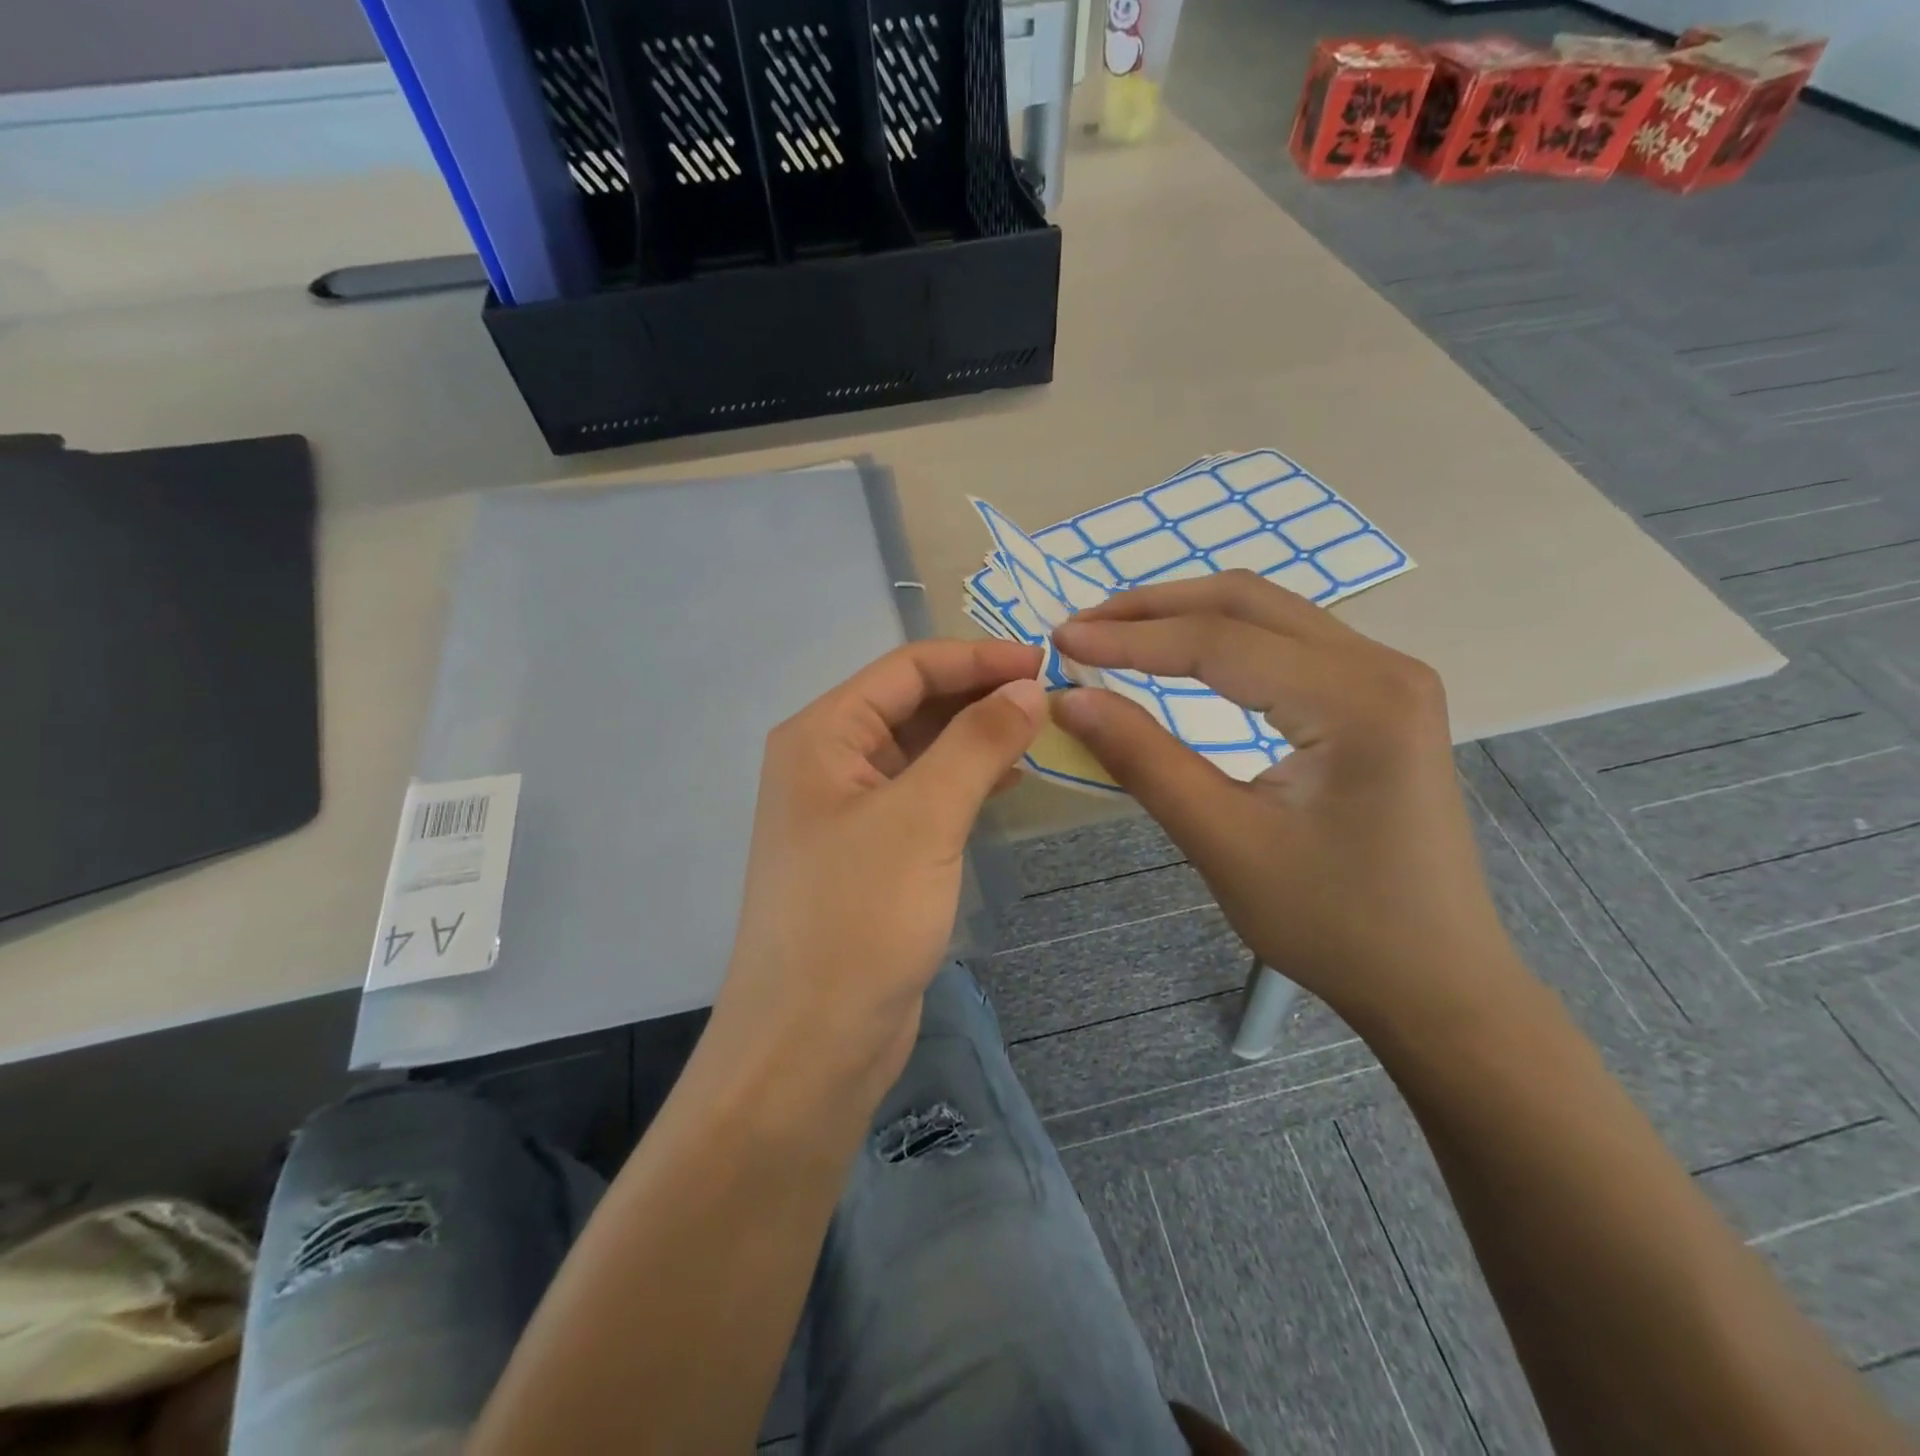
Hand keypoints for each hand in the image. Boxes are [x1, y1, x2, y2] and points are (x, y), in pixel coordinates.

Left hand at [713, 640, 1046, 1101]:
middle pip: (912, 705)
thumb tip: (1027, 688)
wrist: (812, 1045)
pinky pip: (925, 796)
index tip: (1045, 662)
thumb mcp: (923, 817)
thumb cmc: (859, 918)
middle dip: (978, 695)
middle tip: (1052, 698)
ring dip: (976, 738)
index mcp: (822, 736)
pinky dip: (966, 781)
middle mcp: (829, 763)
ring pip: (922, 751)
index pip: (907, 669)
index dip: (976, 658)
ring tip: (1041, 733)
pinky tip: (1009, 781)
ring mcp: (850, 812)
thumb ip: (977, 743)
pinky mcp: (873, 854)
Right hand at [1051, 572, 1517, 1023]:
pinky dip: (1223, 638)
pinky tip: (1182, 654)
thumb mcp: (1224, 842)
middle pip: (1248, 601)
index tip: (1060, 641)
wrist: (1432, 978)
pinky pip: (1289, 641)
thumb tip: (1070, 699)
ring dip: (1187, 615)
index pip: (1219, 641)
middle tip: (1081, 627)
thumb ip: (1144, 760)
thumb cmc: (1332, 923)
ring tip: (1116, 633)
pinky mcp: (1380, 697)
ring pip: (1269, 612)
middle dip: (1154, 607)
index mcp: (1357, 700)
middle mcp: (1383, 666)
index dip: (1129, 638)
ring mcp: (1389, 677)